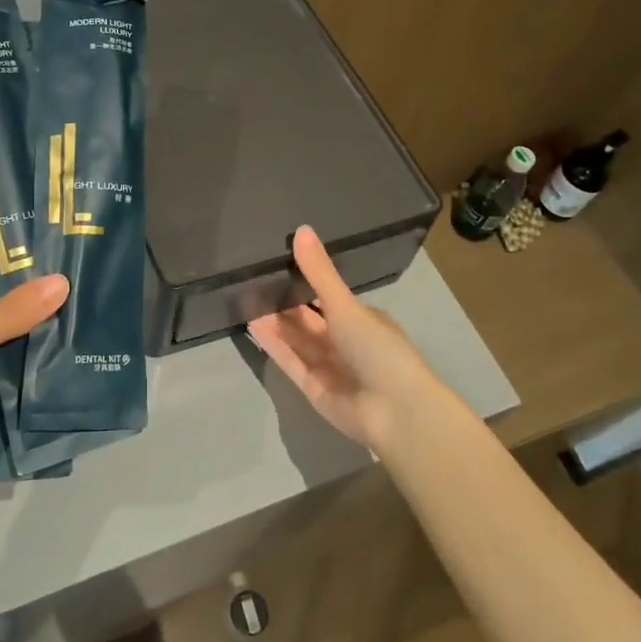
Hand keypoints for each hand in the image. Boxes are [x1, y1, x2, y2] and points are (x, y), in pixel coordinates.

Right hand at [247, 225, 443, 452]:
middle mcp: (345, 342)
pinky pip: (290, 361)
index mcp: (362, 320)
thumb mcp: (346, 305)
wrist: (395, 412)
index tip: (277, 264)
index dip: (305, 283)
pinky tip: (252, 325)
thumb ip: (320, 273)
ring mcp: (329, 367)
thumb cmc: (378, 349)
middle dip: (285, 303)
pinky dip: (273, 345)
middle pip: (309, 320)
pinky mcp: (314, 389)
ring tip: (245, 299)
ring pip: (297, 340)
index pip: (329, 297)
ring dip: (275, 323)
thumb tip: (301, 229)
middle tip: (253, 281)